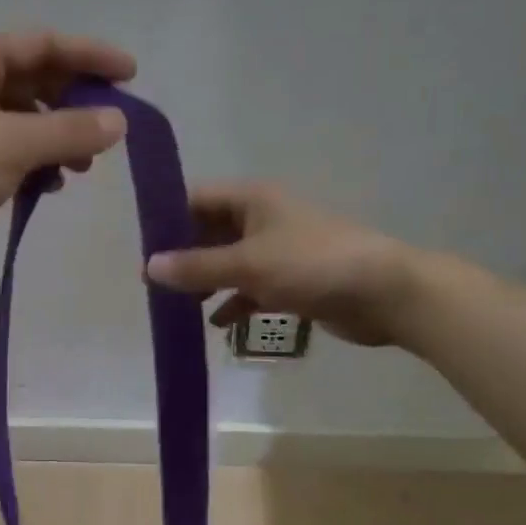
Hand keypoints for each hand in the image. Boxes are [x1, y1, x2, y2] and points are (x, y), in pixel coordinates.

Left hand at [0, 30, 135, 286]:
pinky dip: (33, 163)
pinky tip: (48, 187)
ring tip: (81, 169)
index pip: (44, 44)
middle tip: (110, 133)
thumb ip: (69, 130)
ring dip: (56, 138)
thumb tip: (120, 121)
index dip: (91, 56)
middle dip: (75, 104)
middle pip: (35, 80)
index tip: (132, 75)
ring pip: (23, 119)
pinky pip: (7, 150)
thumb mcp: (11, 145)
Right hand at [146, 184, 415, 347]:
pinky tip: (217, 325)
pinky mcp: (293, 280)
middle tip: (154, 285)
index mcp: (252, 199)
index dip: (168, 221)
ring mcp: (279, 250)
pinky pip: (253, 288)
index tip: (142, 250)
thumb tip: (148, 267)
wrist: (383, 293)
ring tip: (177, 308)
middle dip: (184, 257)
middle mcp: (263, 218)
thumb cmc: (312, 265)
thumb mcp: (248, 265)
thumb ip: (197, 267)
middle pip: (211, 232)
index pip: (197, 199)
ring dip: (207, 283)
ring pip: (230, 262)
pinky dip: (235, 303)